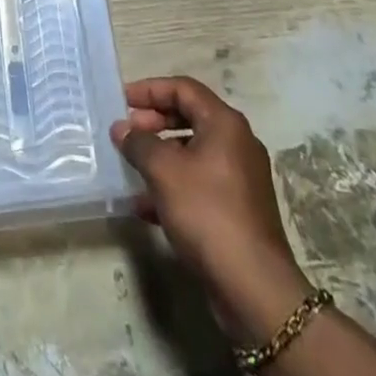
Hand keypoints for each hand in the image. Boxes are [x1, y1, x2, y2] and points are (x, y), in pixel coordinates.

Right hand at [113, 76, 312, 340]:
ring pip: (193, 153)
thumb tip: (121, 128)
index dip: (150, 90)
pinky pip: (200, 183)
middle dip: (154, 123)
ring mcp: (241, 178)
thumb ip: (139, 143)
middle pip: (189, 117)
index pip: (183, 88)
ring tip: (131, 168)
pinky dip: (174, 186)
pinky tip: (146, 207)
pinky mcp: (238, 209)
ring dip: (160, 157)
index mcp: (224, 123)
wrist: (253, 287)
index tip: (121, 101)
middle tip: (126, 133)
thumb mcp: (164, 171)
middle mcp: (237, 143)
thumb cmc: (207, 213)